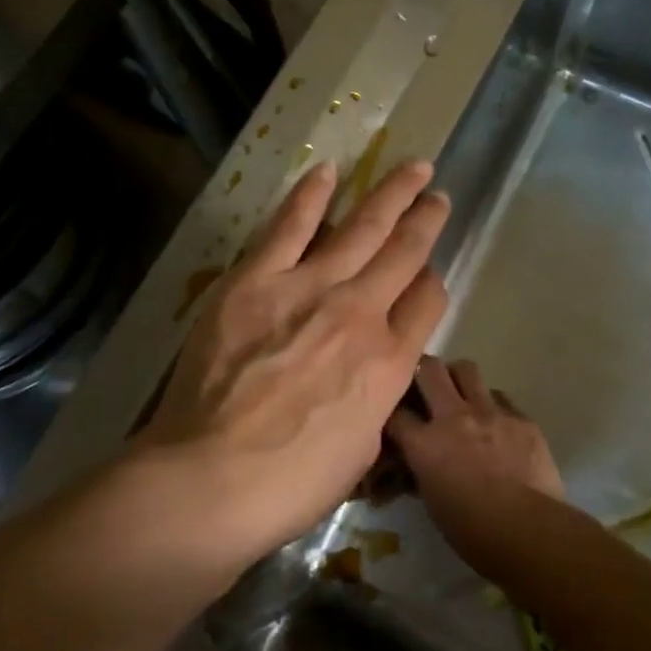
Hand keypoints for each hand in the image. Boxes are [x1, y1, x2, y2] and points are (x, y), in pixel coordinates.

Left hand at [137, 159, 450, 562]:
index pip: (429, 301)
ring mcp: (310, 289)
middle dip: (427, 219)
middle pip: (406, 253)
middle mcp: (362, 313)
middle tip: (438, 193)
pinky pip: (291, 226)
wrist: (212, 480)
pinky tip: (328, 170)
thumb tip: (371, 371)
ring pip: (364, 227)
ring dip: (392, 194)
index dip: (433, 281)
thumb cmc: (291, 483)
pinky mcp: (257, 280)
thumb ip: (375, 398)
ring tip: (413, 167)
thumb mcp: (362, 449)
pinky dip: (312, 195)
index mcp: (391, 362)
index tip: (429, 271)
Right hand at [387, 357, 563, 547]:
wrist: (529, 530)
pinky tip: (495, 423)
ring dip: (457, 378)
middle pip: (429, 369)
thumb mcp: (433, 503)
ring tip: (460, 394)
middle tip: (424, 385)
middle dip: (421, 372)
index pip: (395, 412)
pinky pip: (500, 397)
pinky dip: (491, 404)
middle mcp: (454, 417)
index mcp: (425, 443)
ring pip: (466, 369)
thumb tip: (419, 465)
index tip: (393, 416)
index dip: (391, 411)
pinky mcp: (521, 418)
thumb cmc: (473, 531)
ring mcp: (490, 412)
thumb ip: (422, 472)